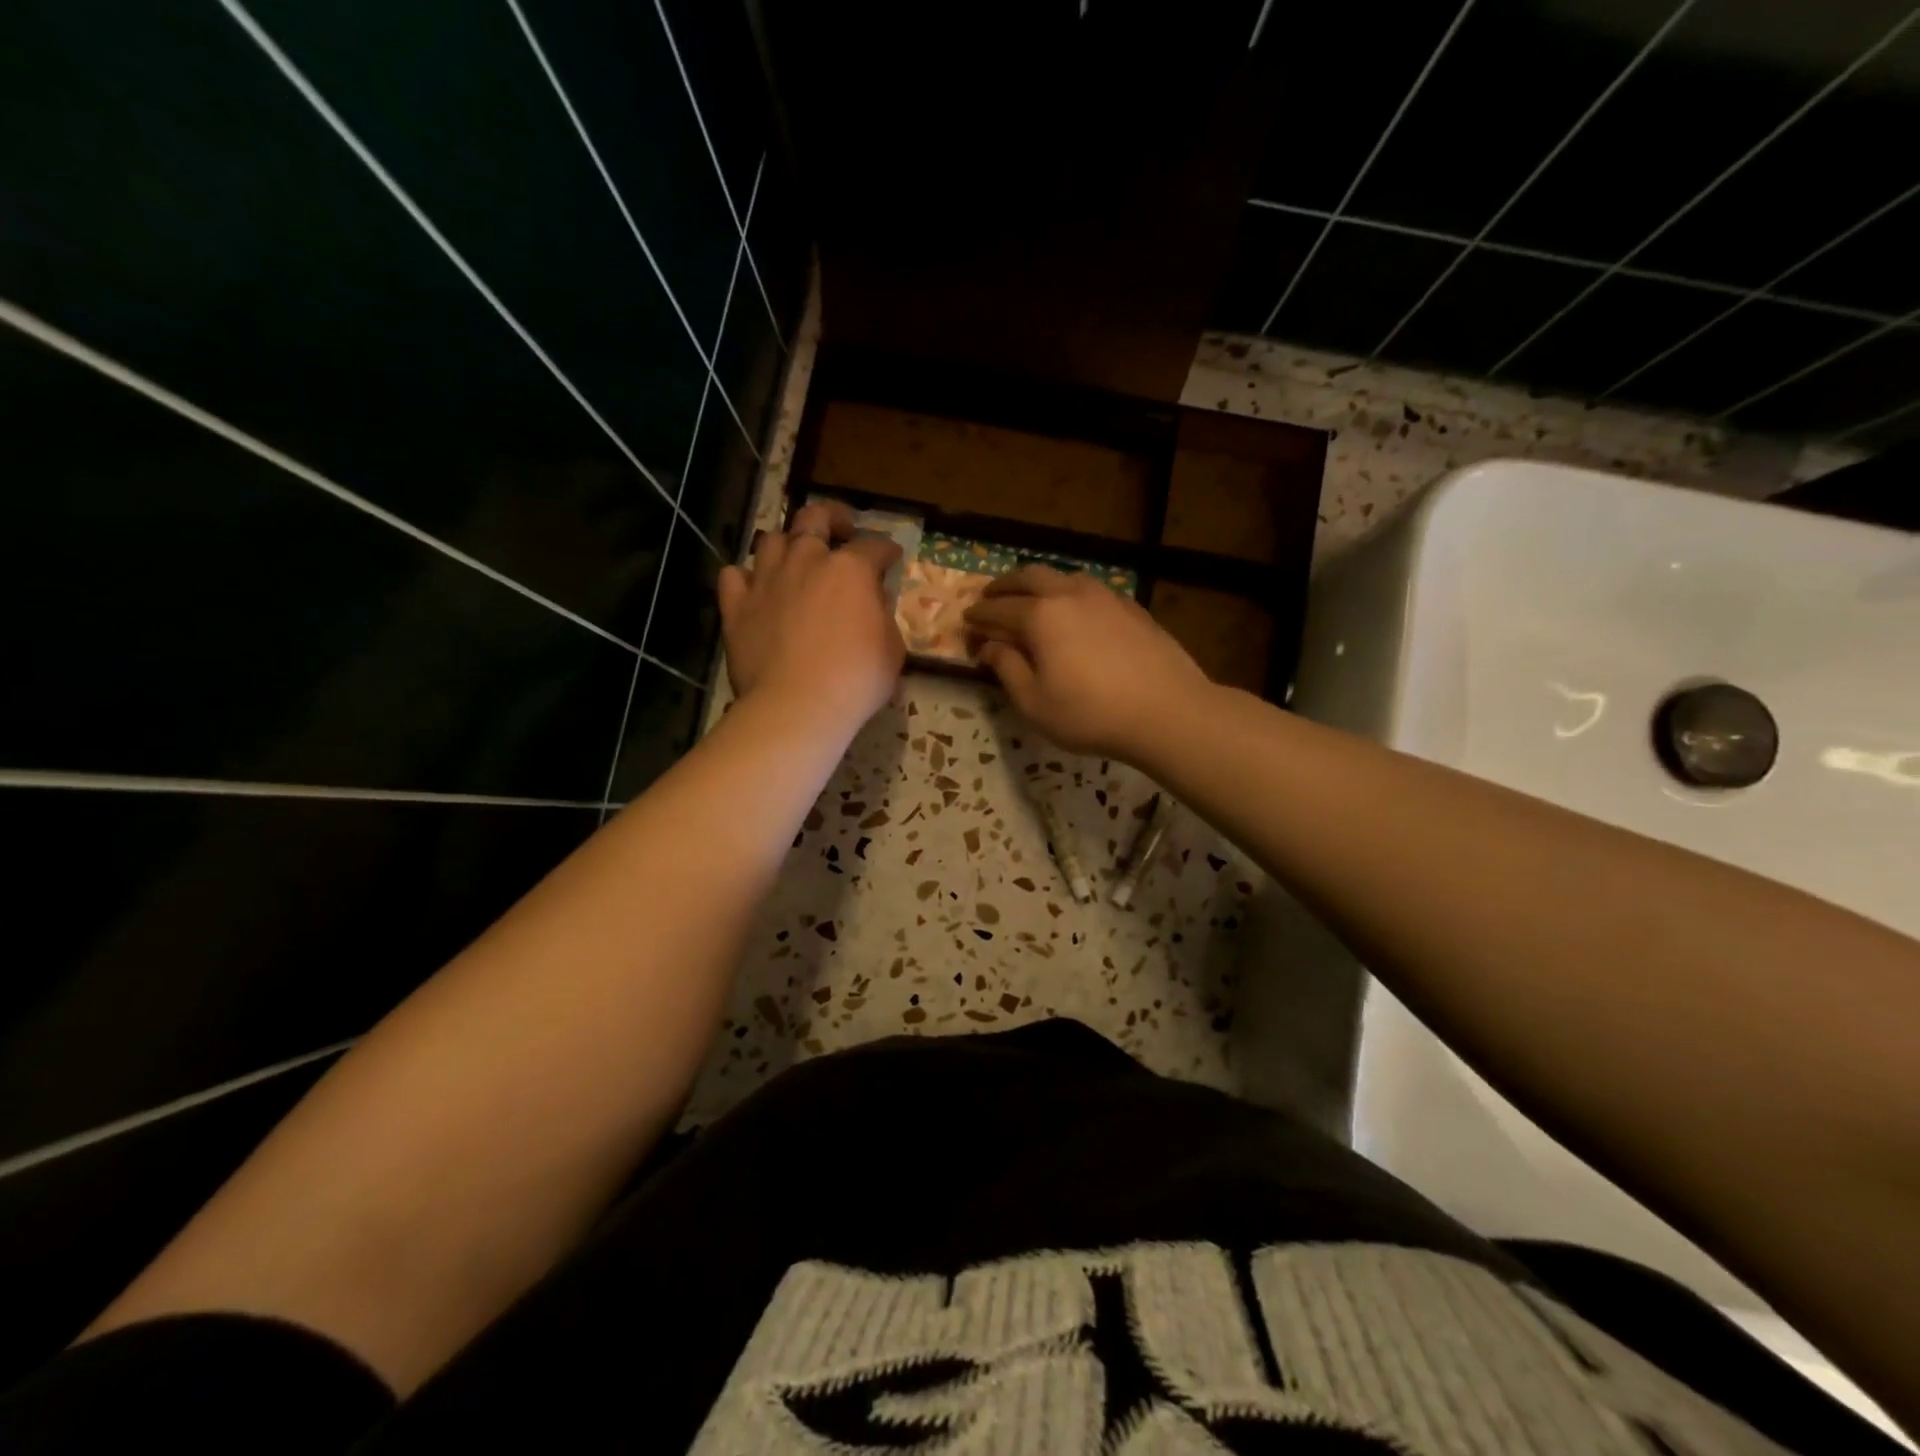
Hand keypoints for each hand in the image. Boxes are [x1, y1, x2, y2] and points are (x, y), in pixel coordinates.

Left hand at [717, 501, 903, 739]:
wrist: (797, 706)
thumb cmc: (856, 680)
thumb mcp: (891, 650)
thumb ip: (882, 617)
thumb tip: (872, 604)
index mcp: (850, 569)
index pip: (874, 546)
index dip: (886, 550)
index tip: (891, 558)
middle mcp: (806, 560)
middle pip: (814, 517)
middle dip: (832, 518)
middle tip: (841, 530)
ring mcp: (766, 580)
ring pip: (771, 540)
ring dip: (787, 545)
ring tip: (795, 561)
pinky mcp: (736, 605)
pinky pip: (734, 575)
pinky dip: (746, 578)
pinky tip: (756, 589)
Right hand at [964, 565, 1210, 760]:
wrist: (1166, 710)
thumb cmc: (1090, 713)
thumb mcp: (1035, 703)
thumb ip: (1007, 669)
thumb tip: (989, 647)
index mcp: (1040, 616)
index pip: (998, 610)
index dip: (979, 616)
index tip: (967, 622)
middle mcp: (1069, 594)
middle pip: (1029, 577)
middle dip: (1004, 586)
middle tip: (991, 597)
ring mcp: (1105, 596)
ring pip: (1063, 577)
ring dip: (1039, 584)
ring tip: (1031, 599)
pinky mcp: (1131, 607)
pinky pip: (1090, 590)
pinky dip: (1069, 594)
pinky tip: (1075, 612)